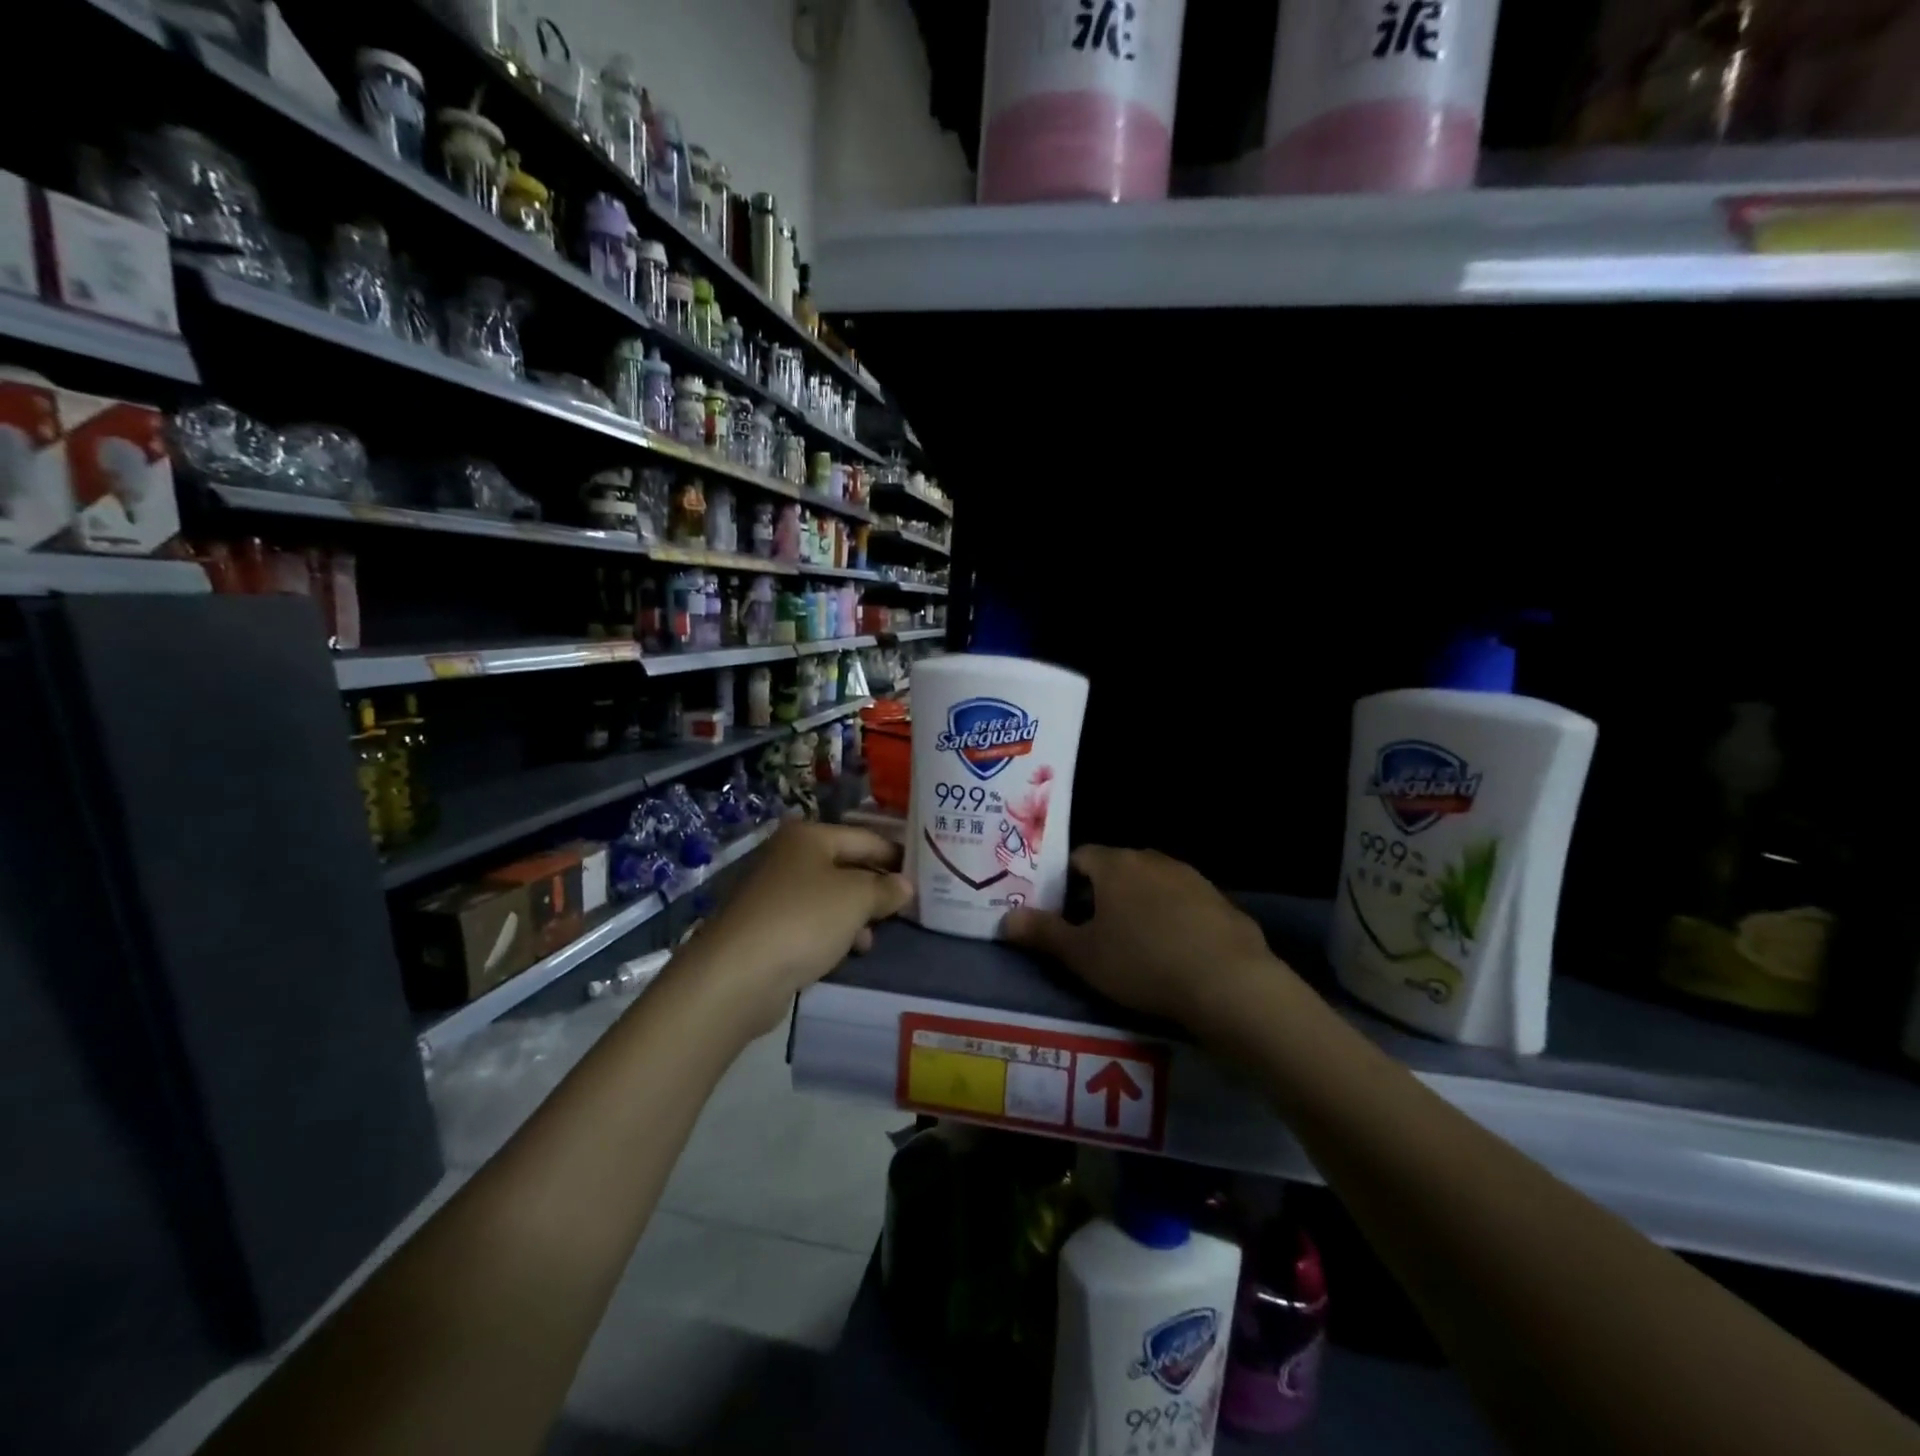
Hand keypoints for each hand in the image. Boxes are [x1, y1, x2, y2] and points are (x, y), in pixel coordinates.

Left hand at [673, 822, 913, 1036]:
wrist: (738, 975)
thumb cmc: (803, 921)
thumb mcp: (856, 899)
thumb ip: (885, 889)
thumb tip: (905, 886)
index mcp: (808, 836)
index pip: (865, 838)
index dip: (895, 856)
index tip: (924, 873)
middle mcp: (789, 856)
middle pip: (846, 866)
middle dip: (875, 888)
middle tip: (906, 908)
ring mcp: (774, 892)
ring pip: (830, 897)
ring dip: (856, 915)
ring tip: (873, 938)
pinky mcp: (767, 927)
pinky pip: (812, 922)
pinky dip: (832, 932)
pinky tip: (847, 951)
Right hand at [1002, 846, 1278, 1030]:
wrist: (1227, 983)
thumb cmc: (1142, 962)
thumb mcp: (1082, 955)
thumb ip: (1043, 933)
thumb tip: (1004, 918)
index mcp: (1115, 865)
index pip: (1080, 856)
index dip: (1066, 881)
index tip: (1062, 912)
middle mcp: (1152, 860)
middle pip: (1118, 867)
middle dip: (1102, 892)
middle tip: (1093, 930)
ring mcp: (1191, 878)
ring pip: (1153, 884)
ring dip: (1140, 904)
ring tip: (1134, 943)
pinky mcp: (1220, 902)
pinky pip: (1185, 903)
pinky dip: (1173, 919)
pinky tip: (1175, 952)